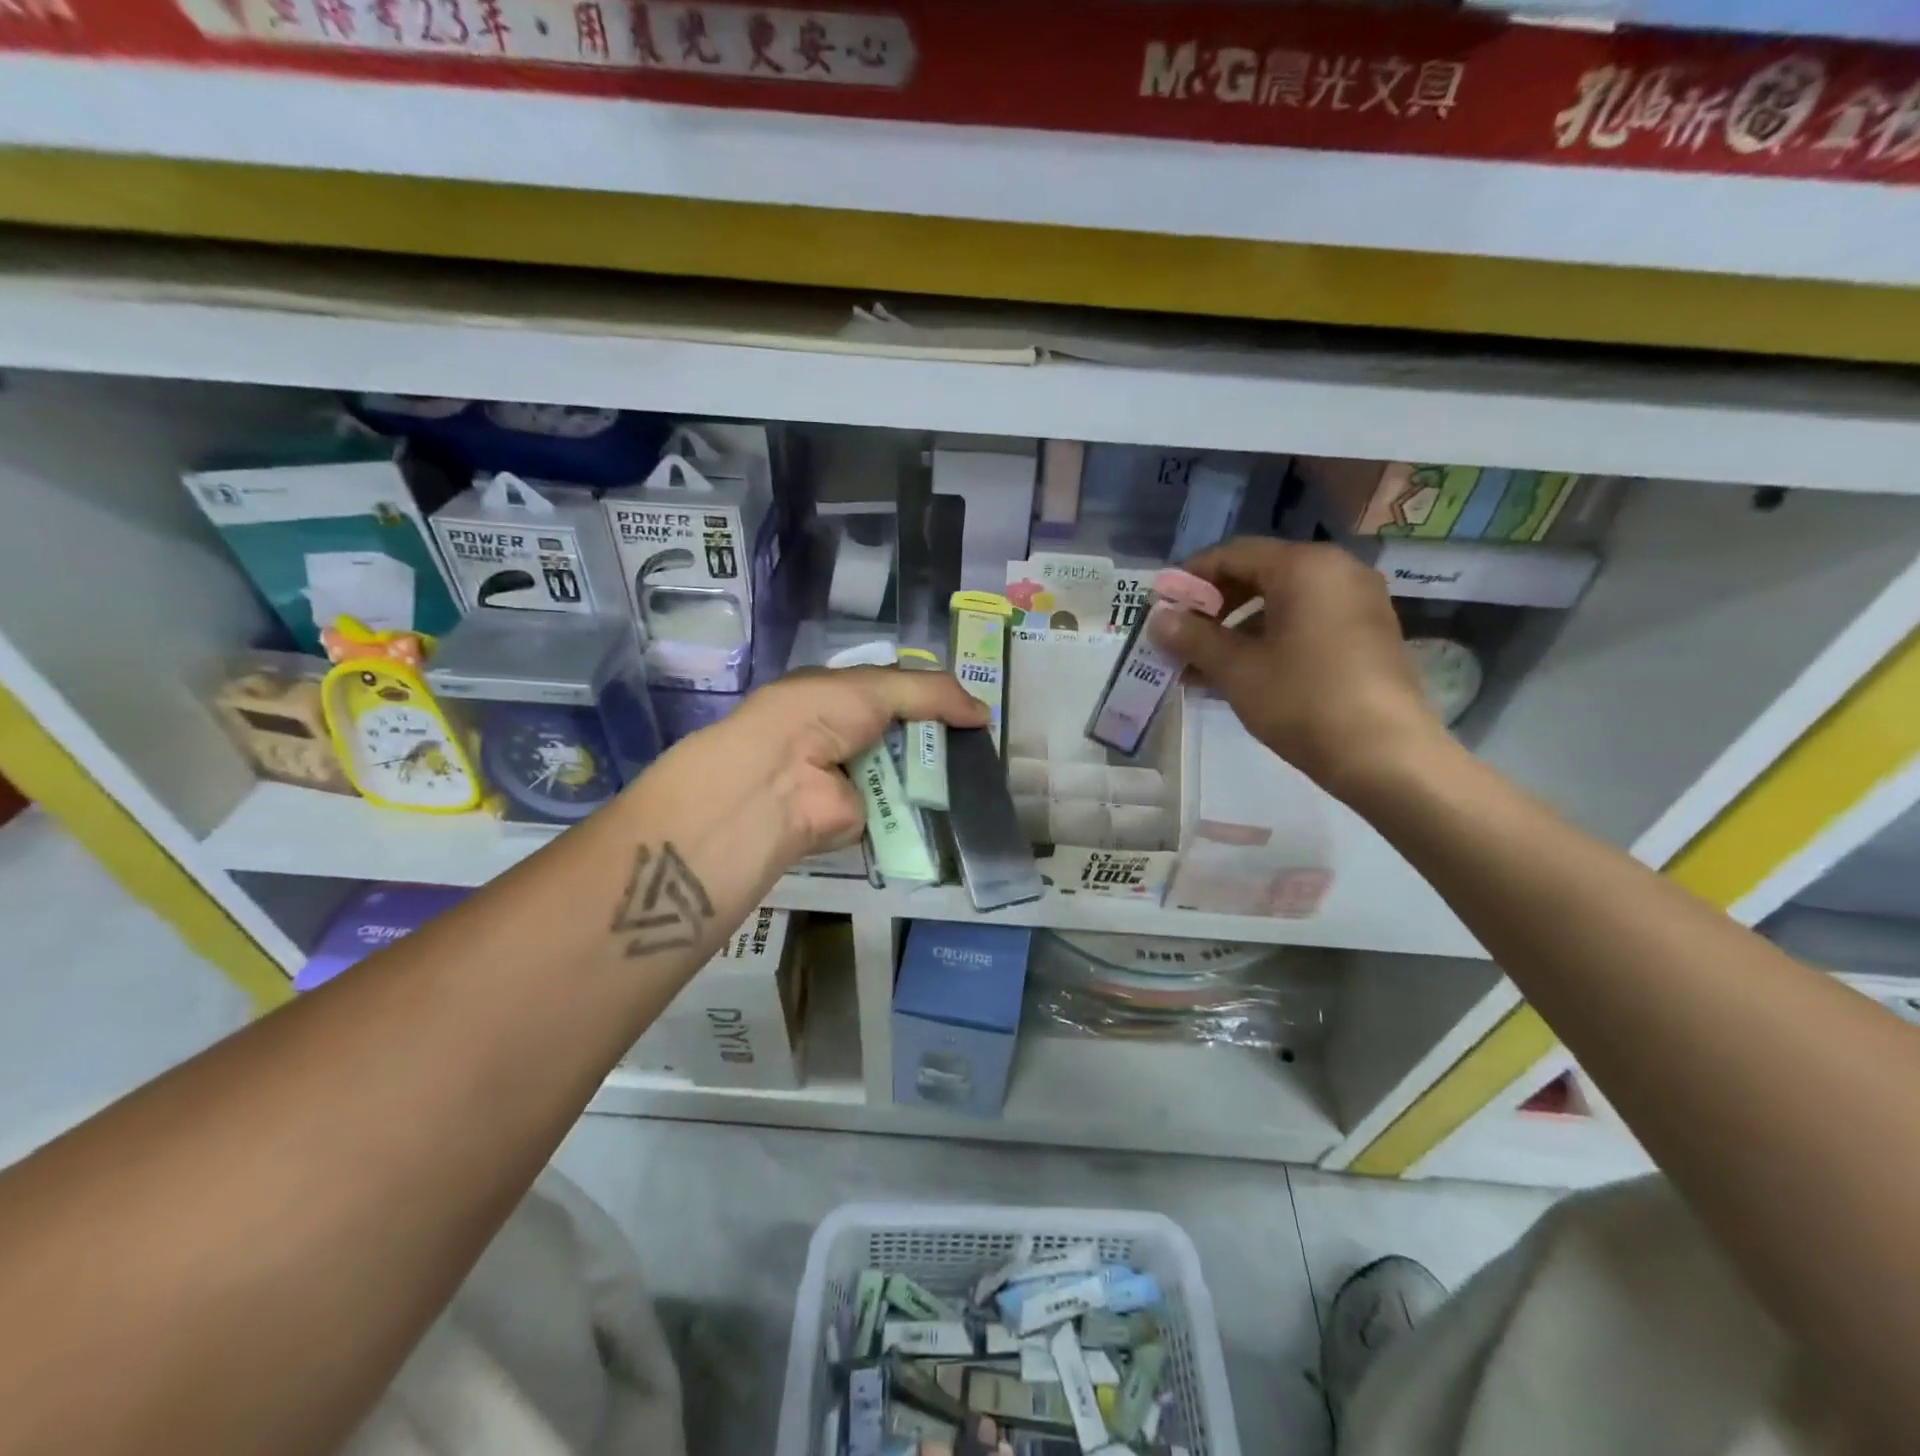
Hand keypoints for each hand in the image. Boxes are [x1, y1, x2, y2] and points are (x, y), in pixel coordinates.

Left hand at [696, 667, 989, 858]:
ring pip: (908, 770)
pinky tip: (964, 800)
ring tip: (982, 769)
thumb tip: (984, 713)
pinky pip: (905, 807)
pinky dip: (930, 804)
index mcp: (837, 696)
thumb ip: (932, 692)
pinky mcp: (865, 817)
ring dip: (939, 770)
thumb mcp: (876, 685)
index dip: (930, 695)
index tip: (969, 706)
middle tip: (982, 740)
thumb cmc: (821, 716)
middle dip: (939, 734)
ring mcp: (854, 777)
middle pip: (904, 732)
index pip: (892, 691)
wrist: (783, 781)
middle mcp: (843, 735)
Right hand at [1151, 537, 1447, 799]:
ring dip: (1236, 629)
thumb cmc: (1304, 701)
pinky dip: (1269, 640)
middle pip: (1259, 574)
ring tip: (1200, 665)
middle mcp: (1337, 570)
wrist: (1386, 755)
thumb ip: (1193, 638)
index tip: (1161, 606)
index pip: (1233, 554)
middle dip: (1213, 606)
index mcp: (1305, 566)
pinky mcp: (1366, 633)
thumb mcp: (1238, 670)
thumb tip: (1157, 618)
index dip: (1190, 577)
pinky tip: (1239, 674)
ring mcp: (1357, 602)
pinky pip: (1306, 622)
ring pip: (1281, 603)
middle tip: (1179, 636)